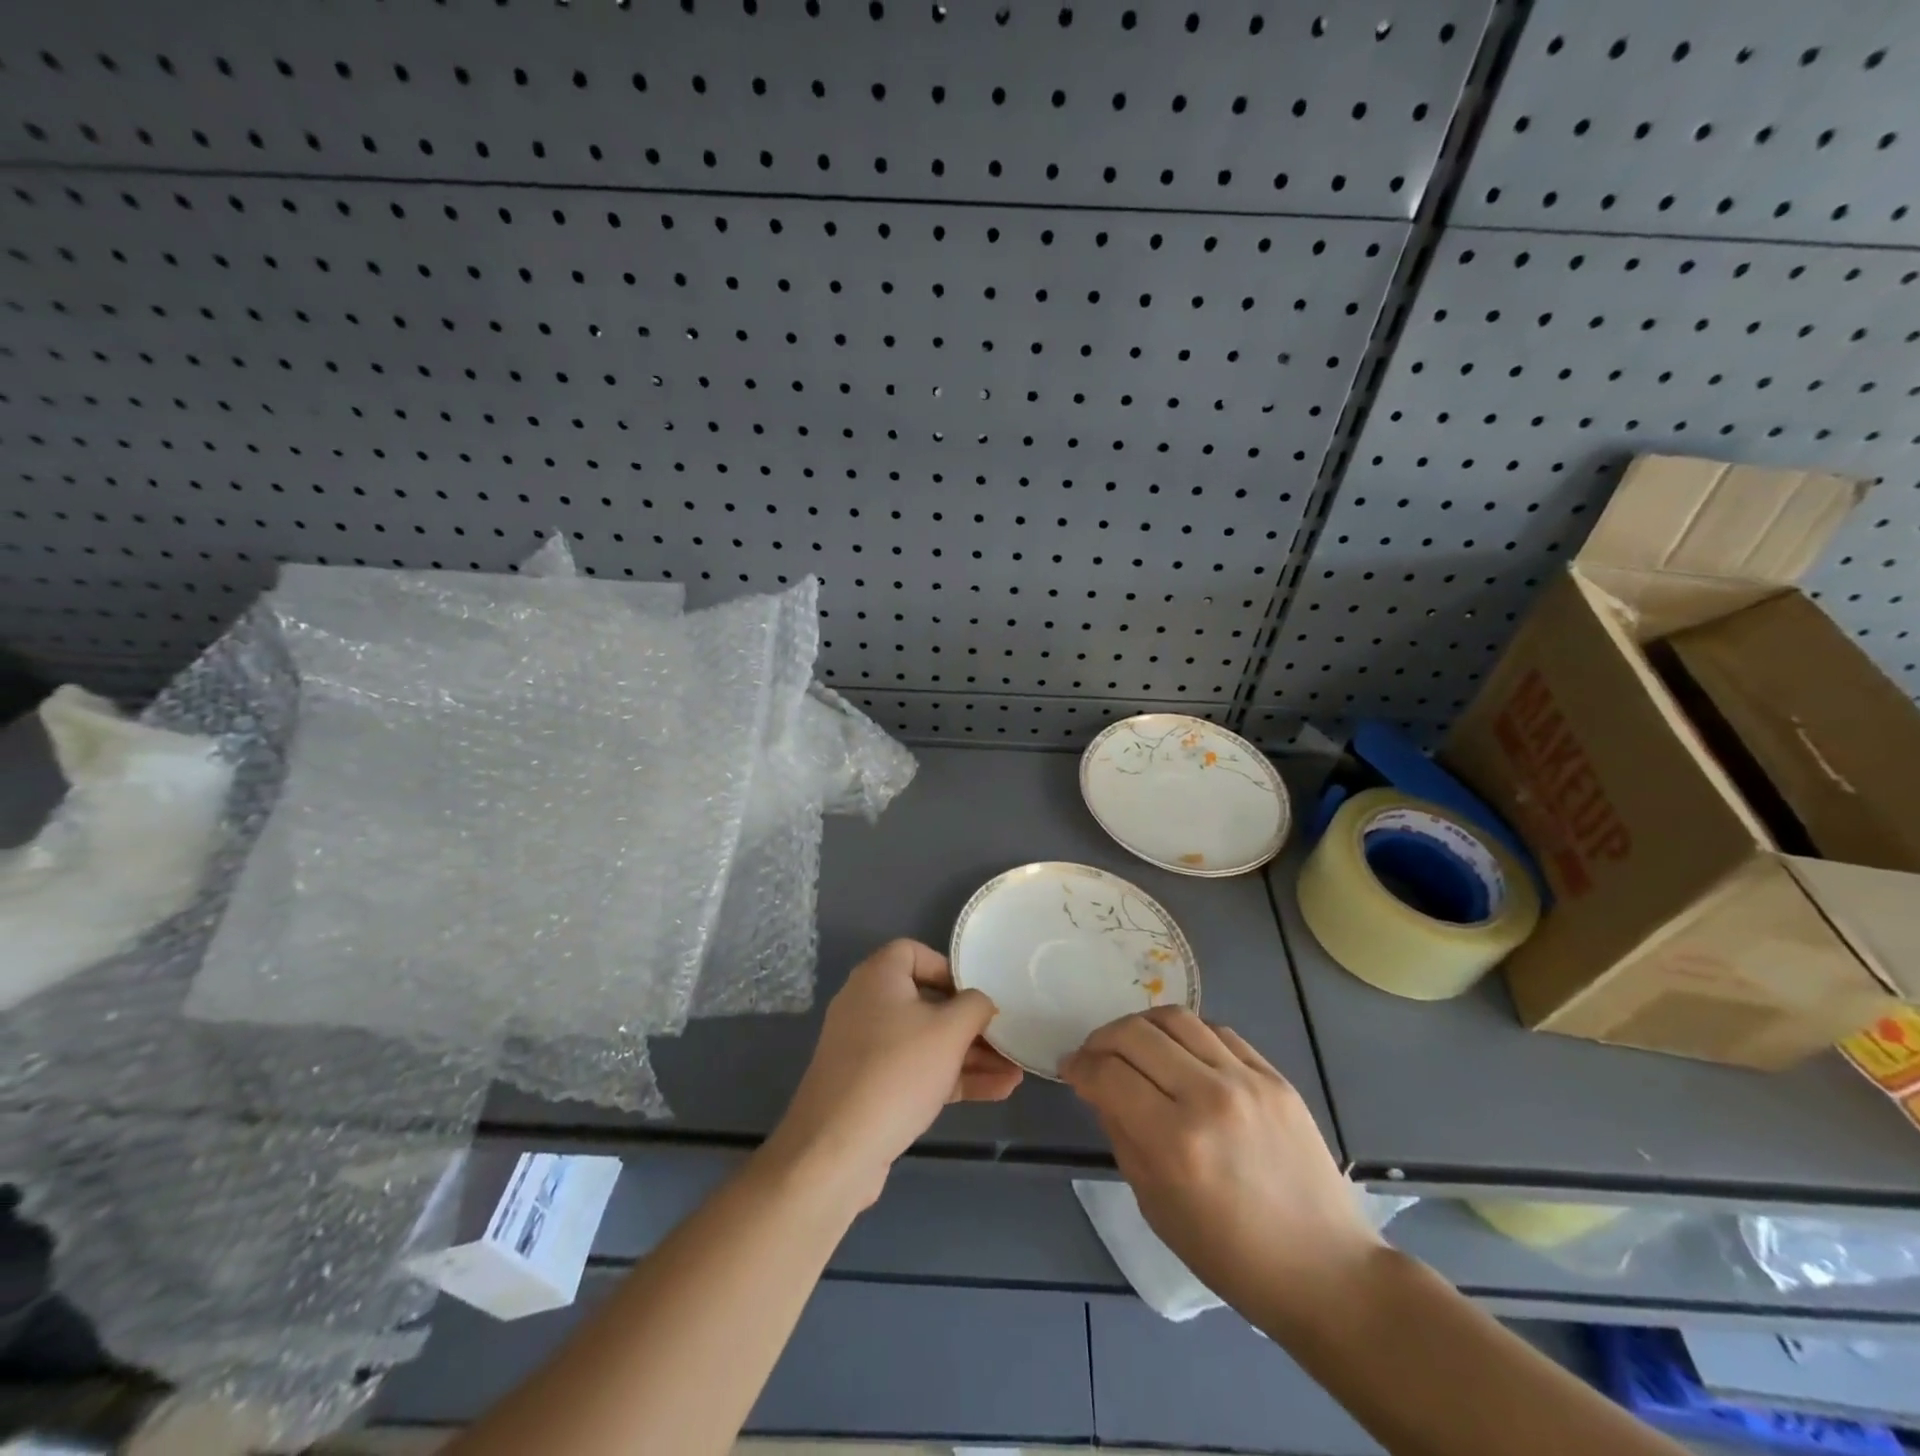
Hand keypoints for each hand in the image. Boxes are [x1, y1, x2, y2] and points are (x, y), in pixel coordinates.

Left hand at [767, 939, 1022, 1207]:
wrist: (835, 1150)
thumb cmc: (897, 1072)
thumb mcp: (949, 1032)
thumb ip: (975, 1007)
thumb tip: (982, 1002)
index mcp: (877, 977)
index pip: (913, 952)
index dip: (948, 968)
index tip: (976, 993)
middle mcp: (866, 1005)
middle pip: (925, 1001)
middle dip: (970, 1023)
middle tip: (1005, 1038)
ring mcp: (865, 1049)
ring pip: (925, 1041)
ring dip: (968, 1055)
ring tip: (1014, 1072)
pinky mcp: (868, 1087)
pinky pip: (915, 1071)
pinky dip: (950, 1077)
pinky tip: (996, 1092)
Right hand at [1063, 1007, 1381, 1330]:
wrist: (1324, 1269)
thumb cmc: (1230, 1255)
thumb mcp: (1156, 1205)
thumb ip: (1122, 1135)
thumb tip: (1100, 1089)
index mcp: (1174, 1142)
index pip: (1107, 1074)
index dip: (1079, 1066)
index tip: (1070, 1069)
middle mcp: (1208, 1097)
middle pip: (1135, 1033)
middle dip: (1102, 1039)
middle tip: (1095, 1055)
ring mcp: (1246, 1080)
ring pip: (1175, 1018)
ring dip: (1141, 1026)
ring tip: (1133, 1045)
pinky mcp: (1274, 1076)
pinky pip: (1217, 1031)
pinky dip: (1186, 1035)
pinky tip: (1180, 1054)